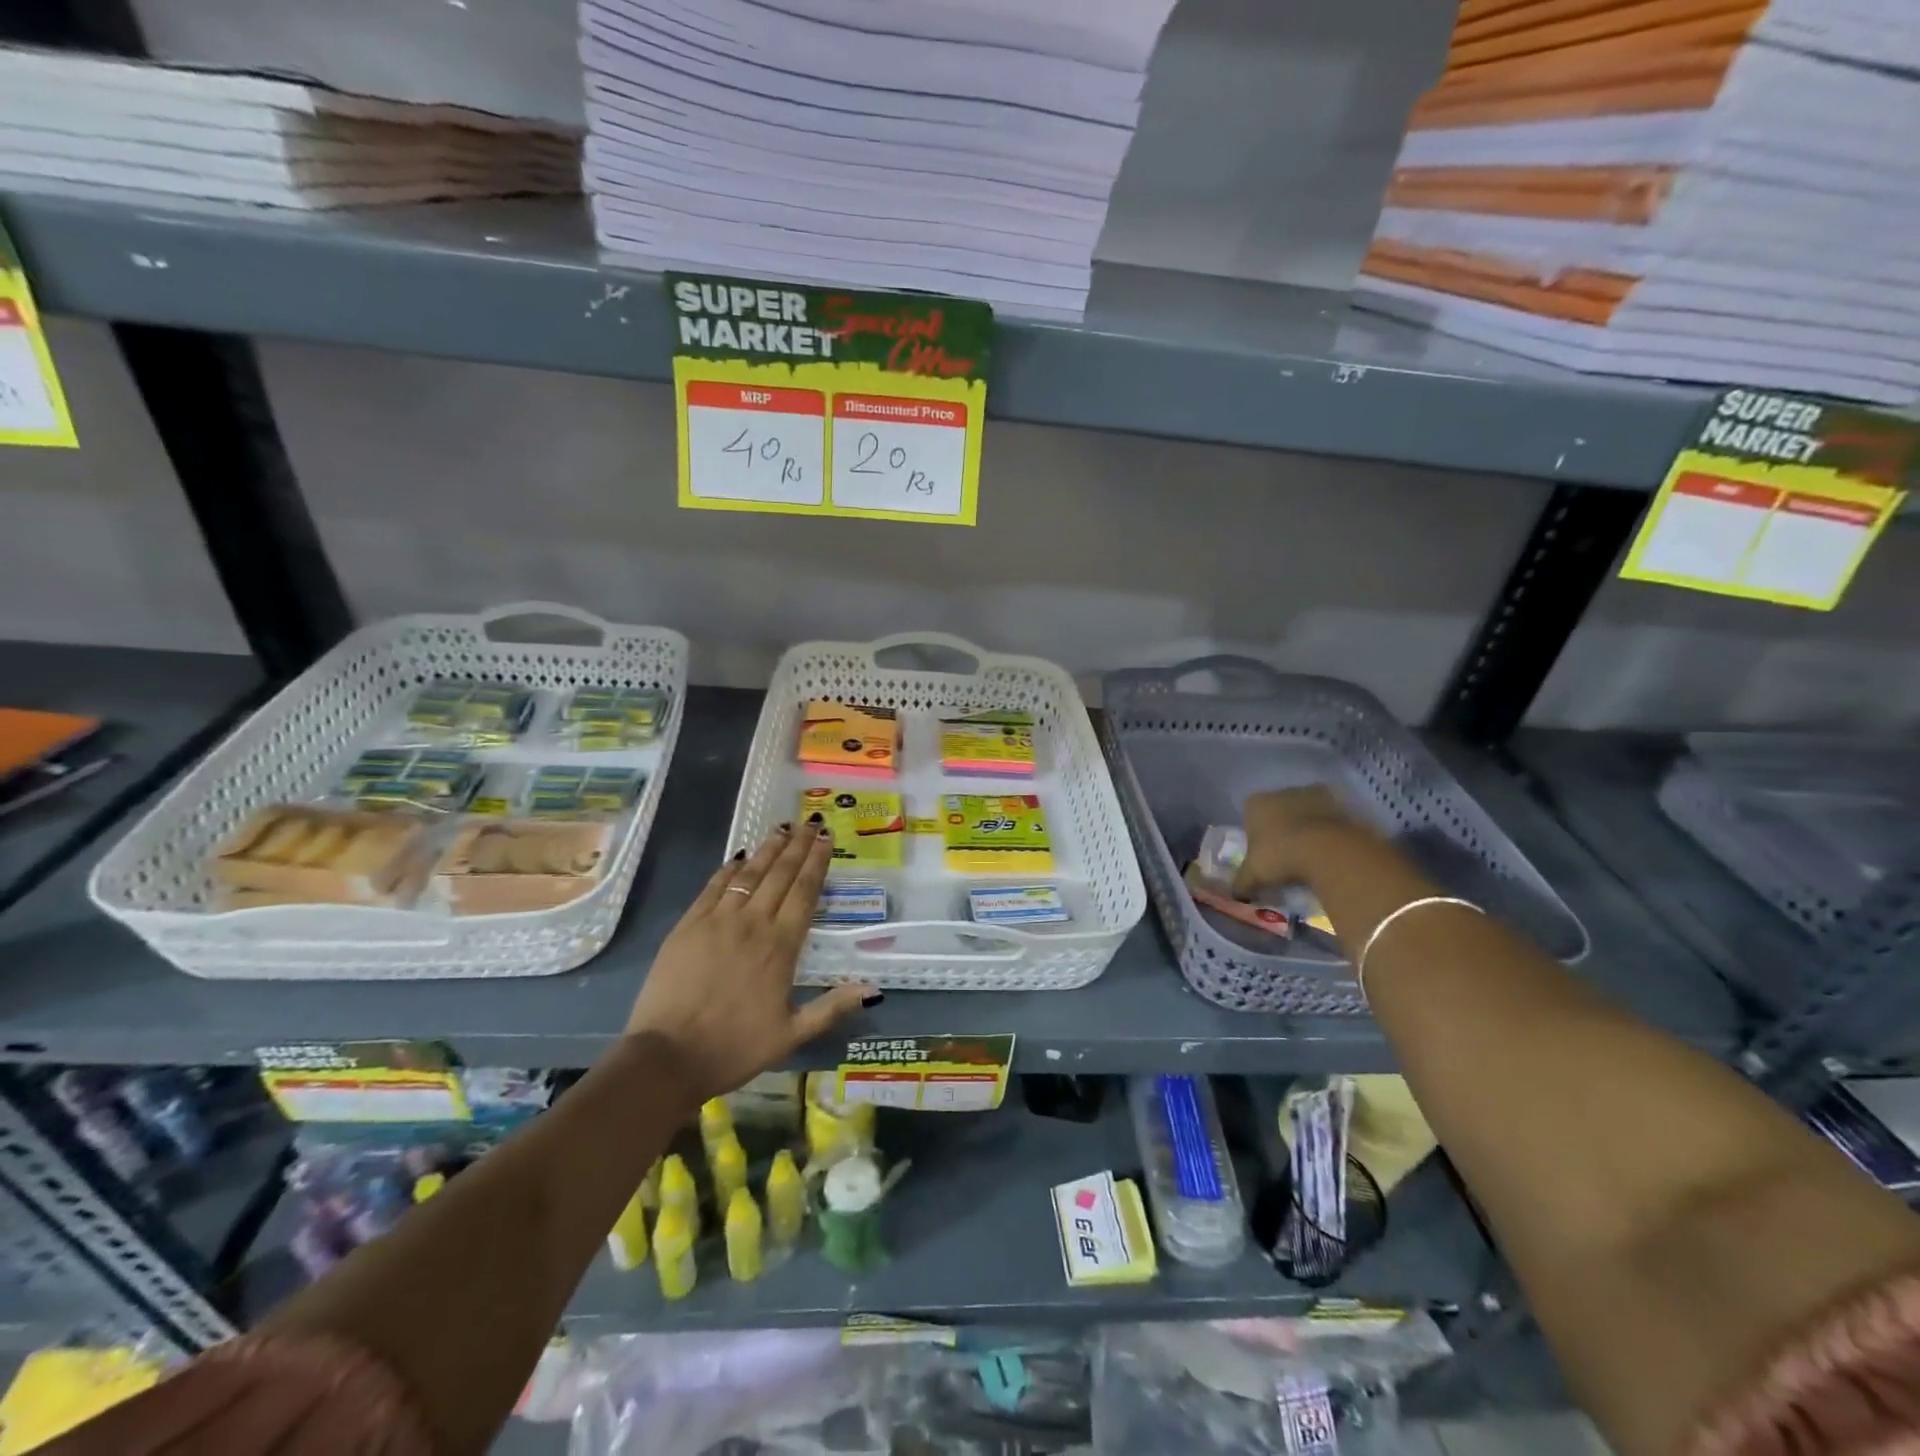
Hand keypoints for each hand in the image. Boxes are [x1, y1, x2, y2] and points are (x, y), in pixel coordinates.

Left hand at [626, 820, 877, 1104]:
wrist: (667, 1057)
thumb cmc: (734, 1048)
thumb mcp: (791, 1034)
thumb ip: (832, 1007)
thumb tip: (872, 989)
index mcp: (781, 947)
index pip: (804, 892)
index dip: (817, 863)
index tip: (826, 839)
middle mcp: (753, 923)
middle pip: (780, 875)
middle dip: (797, 846)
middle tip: (811, 823)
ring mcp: (717, 921)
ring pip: (749, 874)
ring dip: (768, 849)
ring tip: (782, 828)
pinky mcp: (688, 925)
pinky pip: (713, 887)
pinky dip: (729, 869)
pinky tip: (739, 857)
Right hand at [1232, 786, 1374, 898]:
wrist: (1328, 850)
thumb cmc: (1279, 856)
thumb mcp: (1253, 875)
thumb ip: (1241, 883)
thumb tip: (1236, 894)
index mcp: (1256, 803)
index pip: (1250, 814)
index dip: (1255, 833)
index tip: (1262, 852)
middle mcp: (1281, 792)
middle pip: (1278, 810)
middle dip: (1281, 827)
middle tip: (1286, 854)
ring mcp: (1312, 795)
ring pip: (1304, 811)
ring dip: (1306, 827)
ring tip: (1311, 854)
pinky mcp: (1340, 804)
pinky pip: (1329, 818)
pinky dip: (1328, 830)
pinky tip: (1329, 850)